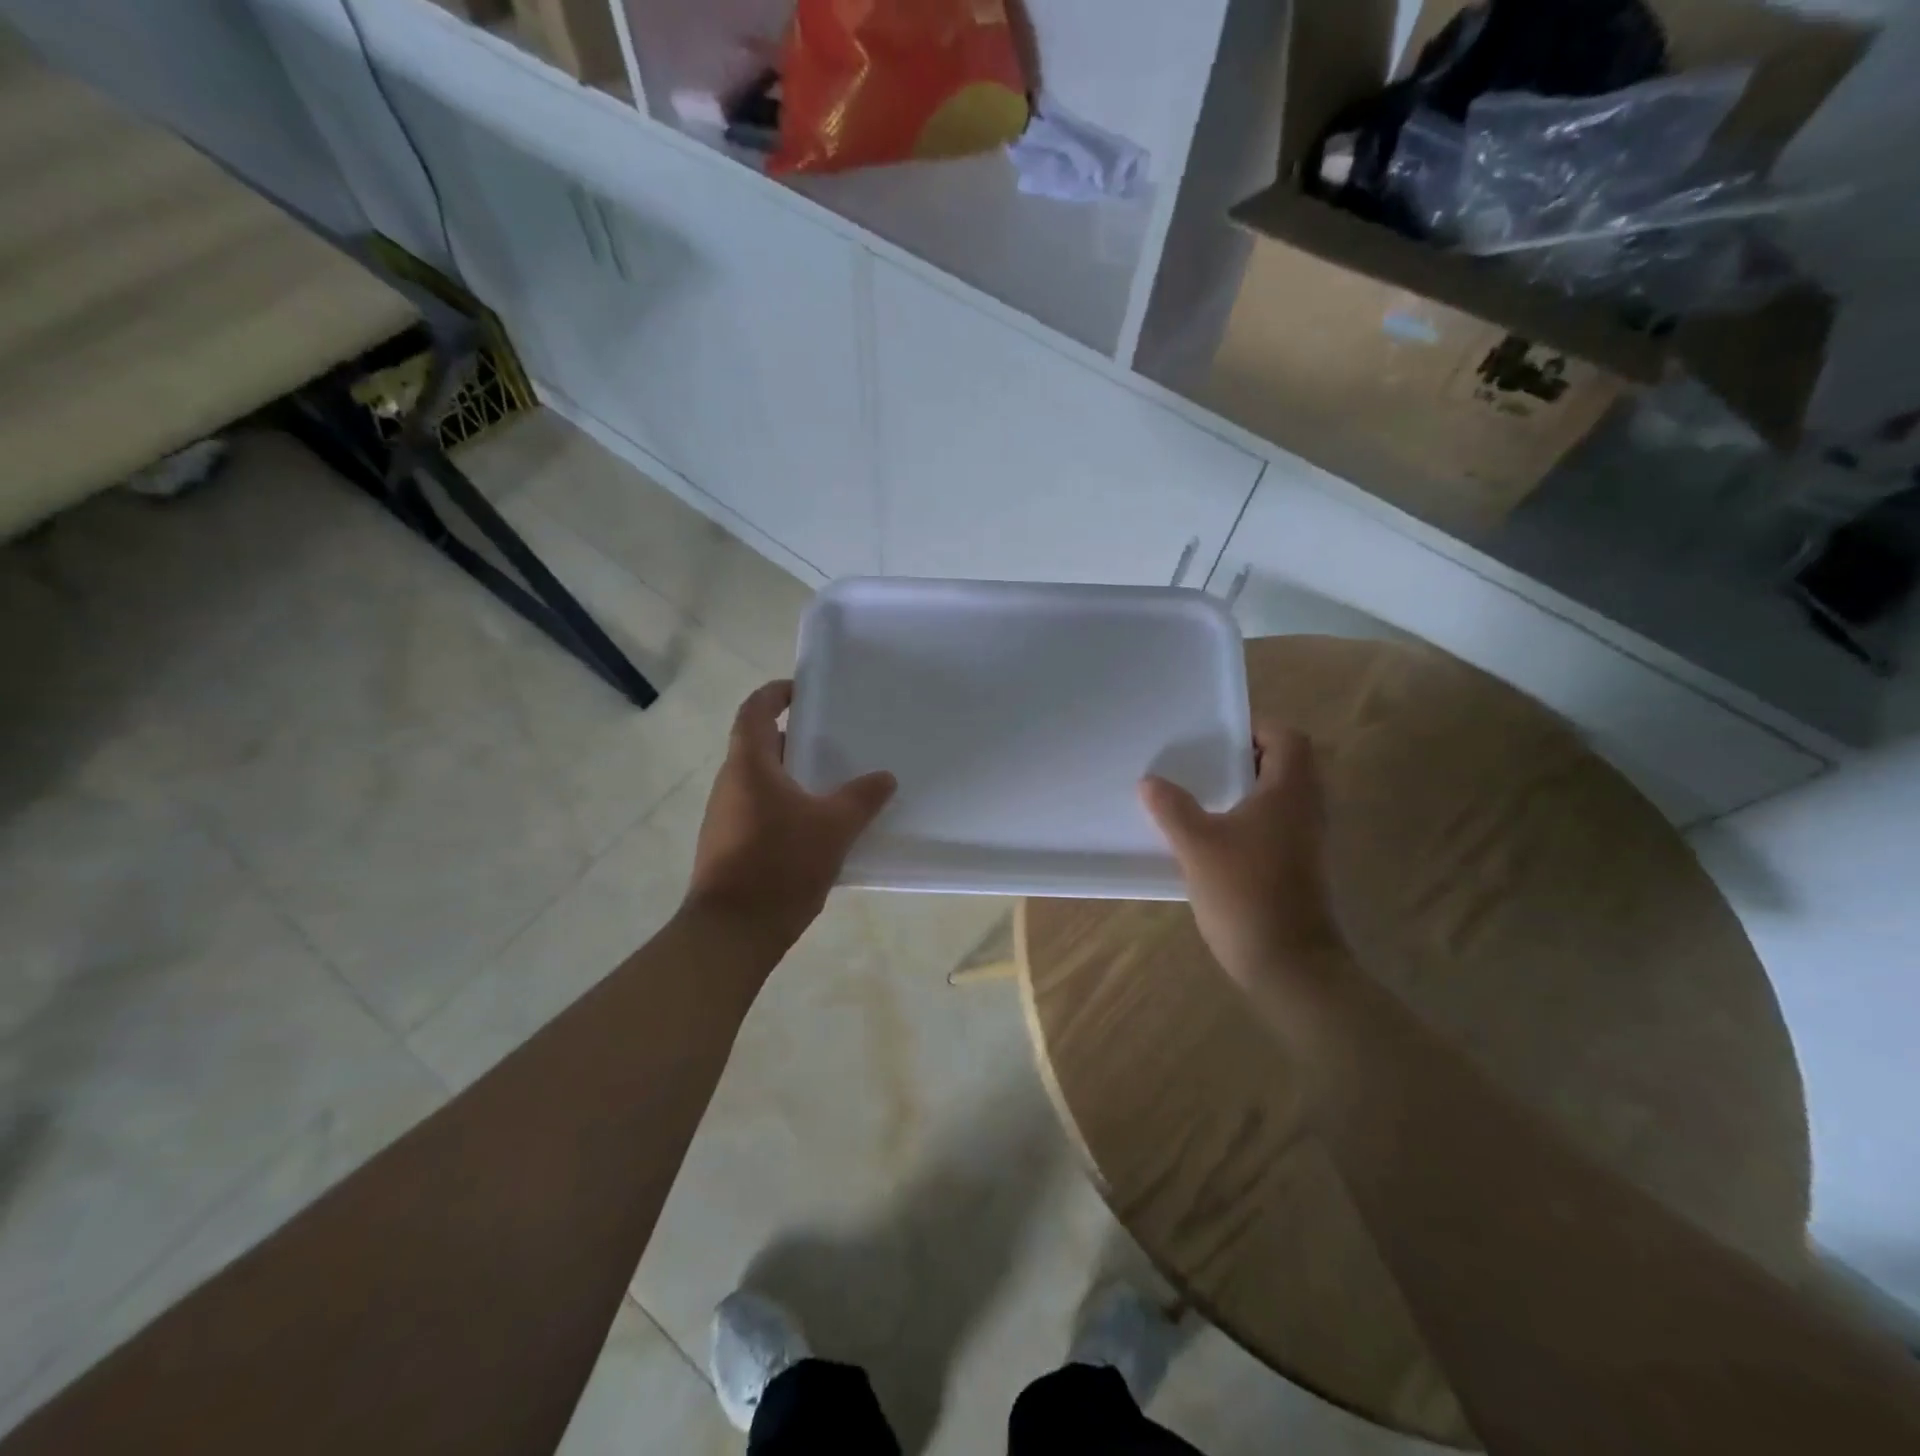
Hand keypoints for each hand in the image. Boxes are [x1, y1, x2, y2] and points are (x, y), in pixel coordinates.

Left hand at [686, 680, 896, 947]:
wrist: (732, 932)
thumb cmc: (780, 865)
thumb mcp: (834, 827)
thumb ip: (862, 798)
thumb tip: (885, 777)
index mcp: (749, 765)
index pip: (755, 710)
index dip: (777, 693)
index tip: (806, 692)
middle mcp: (731, 783)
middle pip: (760, 744)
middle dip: (797, 738)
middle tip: (837, 740)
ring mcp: (727, 816)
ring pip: (763, 780)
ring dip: (795, 775)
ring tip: (836, 783)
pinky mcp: (731, 845)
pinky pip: (762, 809)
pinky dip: (788, 805)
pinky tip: (819, 827)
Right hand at [1140, 725, 1342, 987]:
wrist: (1289, 964)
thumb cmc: (1246, 893)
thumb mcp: (1198, 845)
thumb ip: (1172, 808)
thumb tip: (1150, 782)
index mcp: (1290, 792)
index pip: (1288, 738)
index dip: (1256, 728)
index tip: (1217, 735)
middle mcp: (1306, 809)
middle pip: (1286, 764)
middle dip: (1244, 758)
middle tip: (1203, 762)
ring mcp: (1306, 840)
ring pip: (1280, 796)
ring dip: (1245, 789)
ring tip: (1201, 795)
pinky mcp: (1299, 866)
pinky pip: (1276, 824)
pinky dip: (1249, 818)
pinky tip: (1212, 835)